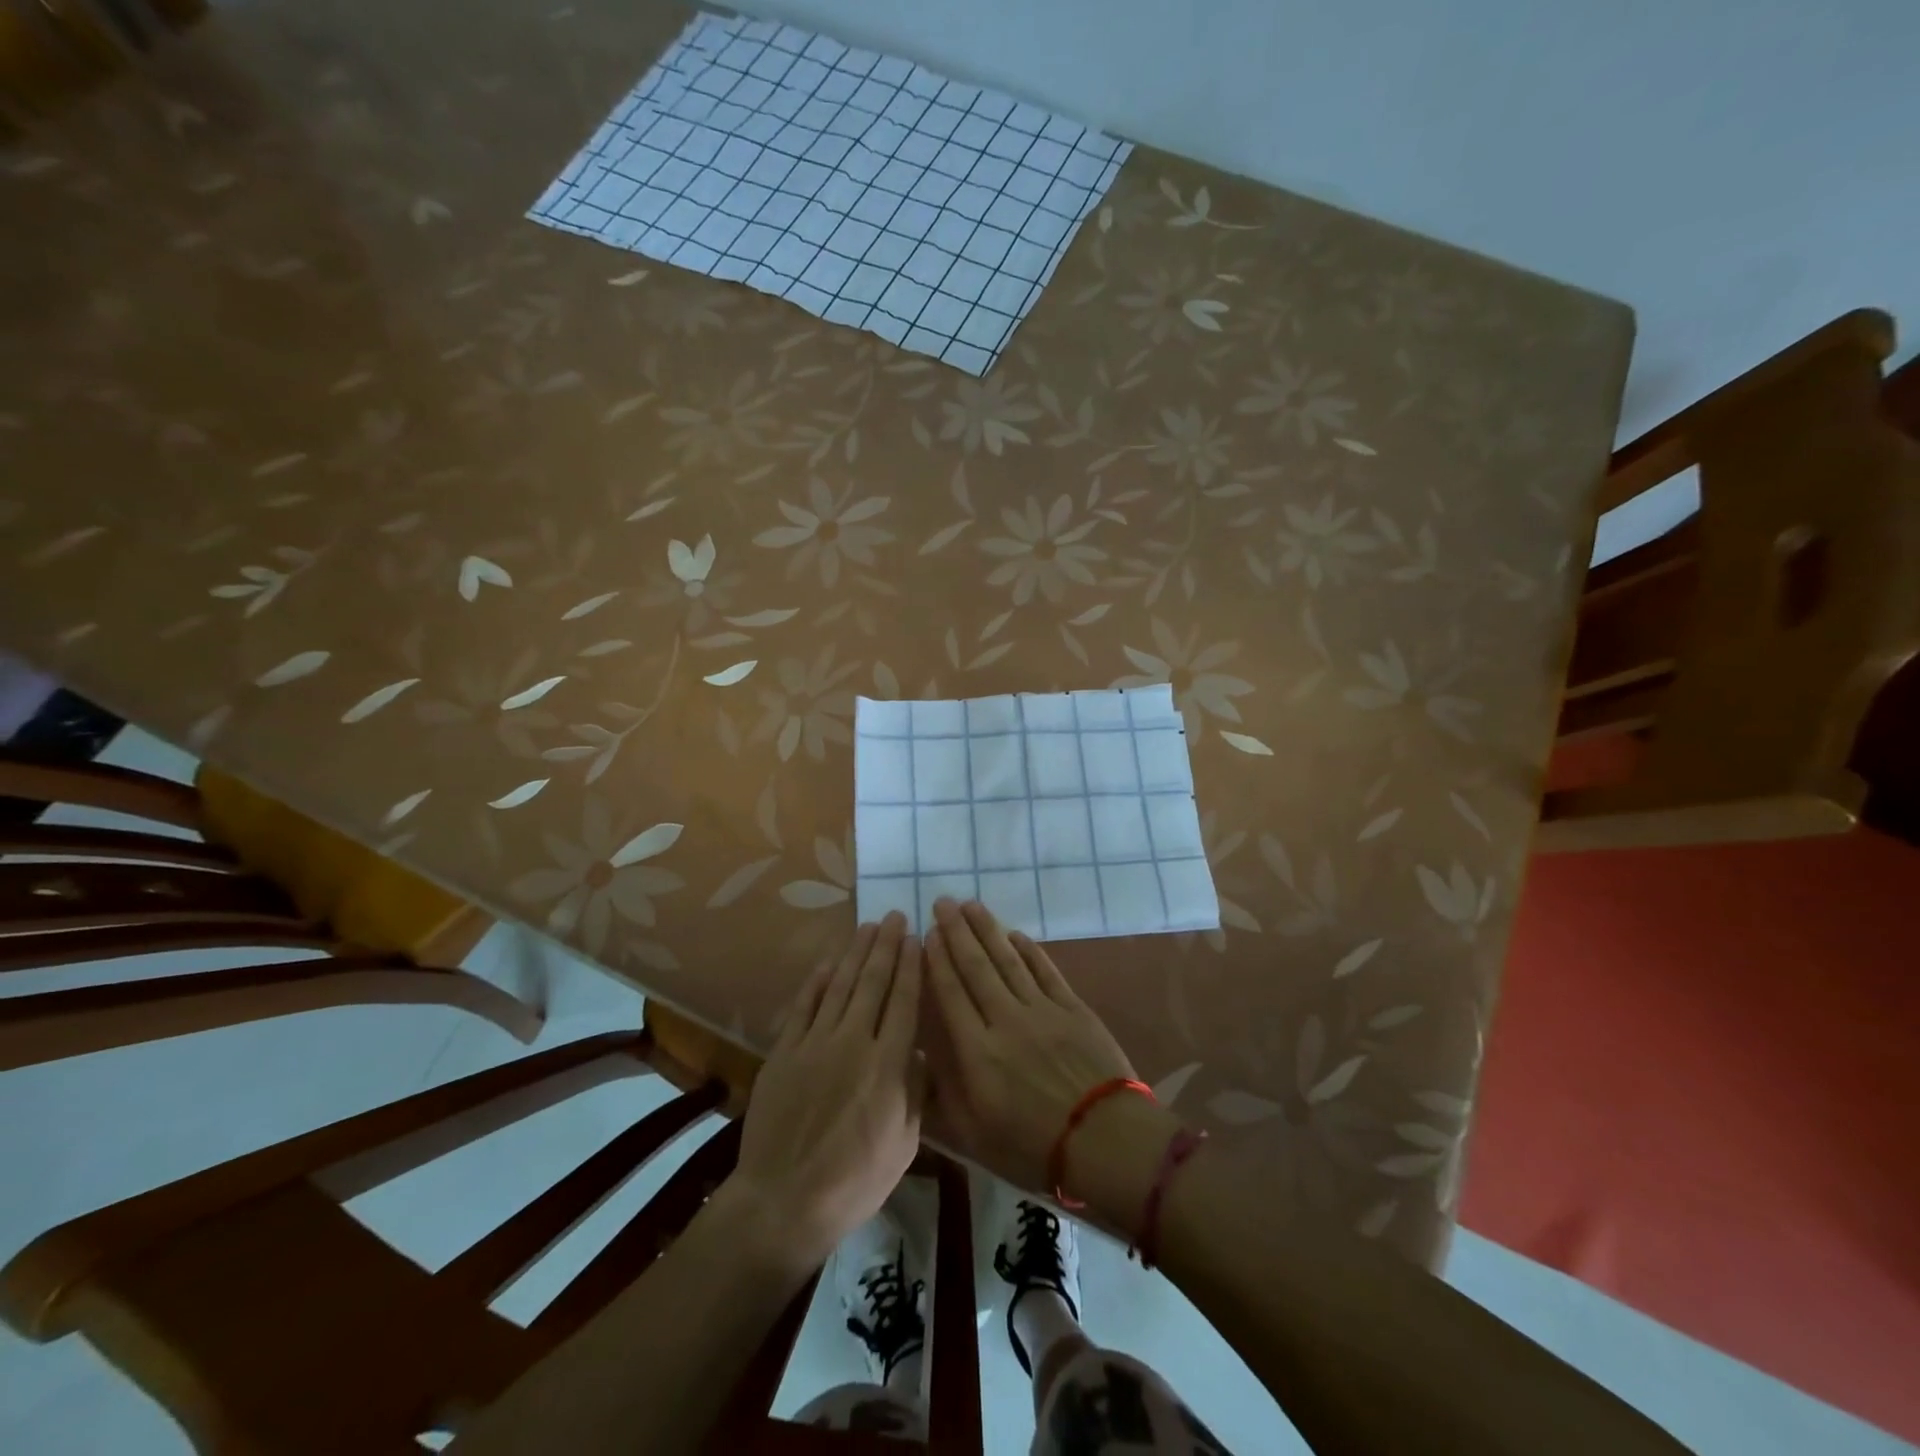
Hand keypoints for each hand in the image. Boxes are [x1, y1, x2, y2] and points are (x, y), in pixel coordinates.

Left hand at [730, 912, 923, 1265]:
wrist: (784, 1202)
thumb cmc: (855, 1180)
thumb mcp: (904, 1143)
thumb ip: (913, 1090)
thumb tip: (918, 1052)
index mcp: (888, 1065)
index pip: (904, 1002)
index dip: (911, 966)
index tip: (916, 938)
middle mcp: (853, 1042)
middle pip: (873, 983)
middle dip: (886, 946)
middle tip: (894, 916)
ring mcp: (815, 1044)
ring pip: (840, 986)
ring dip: (855, 953)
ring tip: (867, 927)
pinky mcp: (785, 1052)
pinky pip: (804, 1007)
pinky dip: (816, 982)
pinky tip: (828, 963)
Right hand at [924, 898, 1161, 1201]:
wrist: (1105, 1142)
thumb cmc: (1032, 1147)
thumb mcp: (973, 1136)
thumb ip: (941, 1093)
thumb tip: (917, 1057)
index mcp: (977, 1052)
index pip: (951, 993)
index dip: (937, 960)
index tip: (926, 933)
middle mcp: (1006, 1020)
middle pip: (976, 967)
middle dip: (956, 932)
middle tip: (942, 902)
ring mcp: (1042, 1010)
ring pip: (1008, 960)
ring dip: (988, 930)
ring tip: (970, 905)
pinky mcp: (1072, 1008)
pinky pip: (1044, 970)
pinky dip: (1028, 950)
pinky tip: (1014, 934)